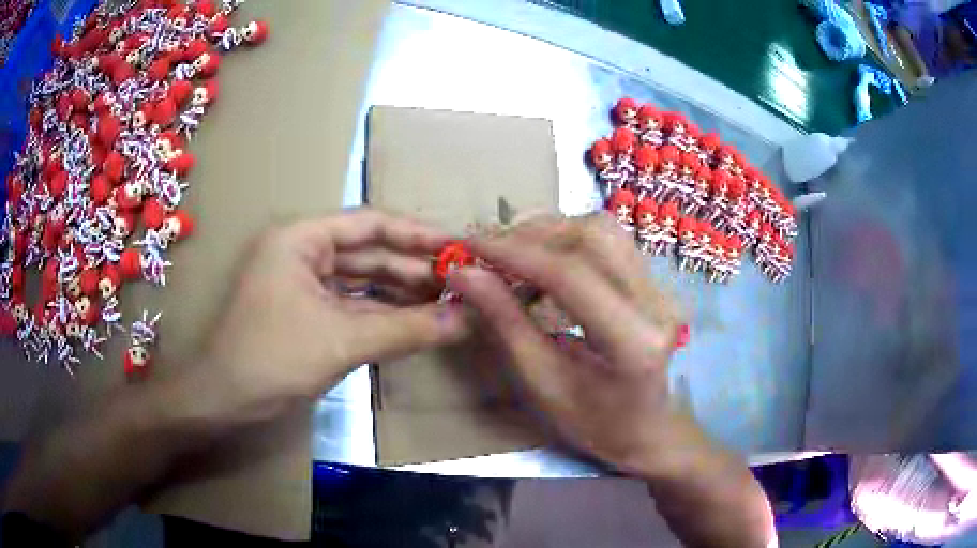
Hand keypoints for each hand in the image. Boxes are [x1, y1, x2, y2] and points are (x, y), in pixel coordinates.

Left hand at [199, 208, 467, 421]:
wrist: (225, 400)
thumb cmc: (271, 358)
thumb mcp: (341, 341)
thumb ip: (406, 329)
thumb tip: (466, 321)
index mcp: (302, 238)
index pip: (370, 224)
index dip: (417, 234)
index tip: (459, 247)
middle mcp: (304, 252)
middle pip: (369, 253)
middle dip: (414, 269)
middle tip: (462, 283)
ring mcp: (304, 283)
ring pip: (363, 281)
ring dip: (402, 293)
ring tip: (447, 303)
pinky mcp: (308, 312)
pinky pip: (353, 306)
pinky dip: (383, 314)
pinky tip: (416, 322)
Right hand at [448, 213, 692, 474]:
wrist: (646, 429)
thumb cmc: (593, 423)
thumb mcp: (543, 382)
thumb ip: (506, 322)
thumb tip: (464, 273)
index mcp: (633, 342)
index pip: (571, 275)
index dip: (515, 254)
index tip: (469, 247)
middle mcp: (657, 304)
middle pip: (592, 237)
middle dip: (532, 235)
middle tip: (487, 250)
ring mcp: (662, 288)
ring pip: (602, 229)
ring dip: (550, 232)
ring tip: (510, 252)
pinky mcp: (655, 281)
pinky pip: (608, 241)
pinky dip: (567, 240)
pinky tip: (541, 258)